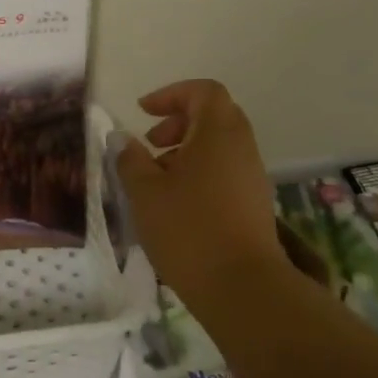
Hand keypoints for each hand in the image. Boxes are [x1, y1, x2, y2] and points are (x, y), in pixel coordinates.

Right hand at [111, 79, 286, 296]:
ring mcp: (253, 175)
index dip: (172, 94)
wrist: (241, 286)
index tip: (143, 112)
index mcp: (218, 132)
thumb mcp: (145, 192)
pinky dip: (200, 173)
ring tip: (157, 179)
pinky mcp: (254, 203)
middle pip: (214, 116)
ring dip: (187, 151)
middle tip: (150, 143)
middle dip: (178, 122)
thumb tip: (122, 139)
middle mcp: (242, 146)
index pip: (203, 91)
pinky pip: (226, 171)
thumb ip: (130, 160)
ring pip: (219, 146)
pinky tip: (176, 204)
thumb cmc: (188, 229)